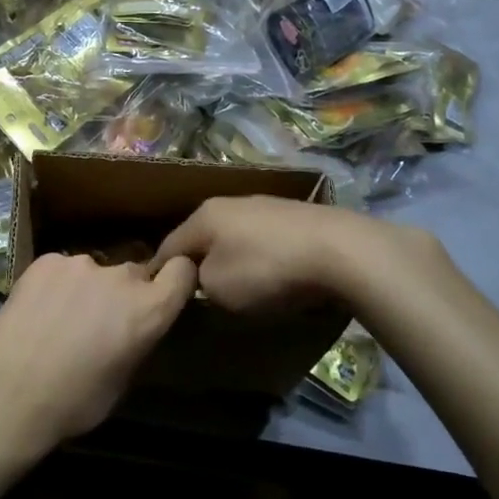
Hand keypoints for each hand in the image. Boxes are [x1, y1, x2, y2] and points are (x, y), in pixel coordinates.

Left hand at [0, 252, 197, 450]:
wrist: (10, 393)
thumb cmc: (75, 402)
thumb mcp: (124, 379)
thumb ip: (139, 338)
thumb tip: (135, 326)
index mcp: (149, 309)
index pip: (182, 271)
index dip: (176, 279)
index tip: (164, 292)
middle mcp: (121, 277)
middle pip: (135, 273)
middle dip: (124, 293)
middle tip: (100, 320)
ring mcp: (81, 263)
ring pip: (95, 271)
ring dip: (88, 288)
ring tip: (61, 318)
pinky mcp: (46, 260)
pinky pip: (61, 269)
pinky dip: (56, 284)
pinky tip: (38, 309)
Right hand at [153, 196, 430, 314]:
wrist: (340, 251)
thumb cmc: (266, 270)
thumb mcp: (218, 289)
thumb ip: (198, 284)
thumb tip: (201, 279)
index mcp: (203, 216)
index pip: (167, 247)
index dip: (160, 274)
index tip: (159, 296)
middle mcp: (229, 203)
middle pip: (202, 238)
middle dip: (198, 263)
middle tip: (198, 293)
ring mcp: (265, 206)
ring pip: (234, 237)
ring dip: (232, 259)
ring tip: (238, 286)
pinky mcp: (296, 216)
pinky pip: (264, 240)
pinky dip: (261, 257)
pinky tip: (273, 275)